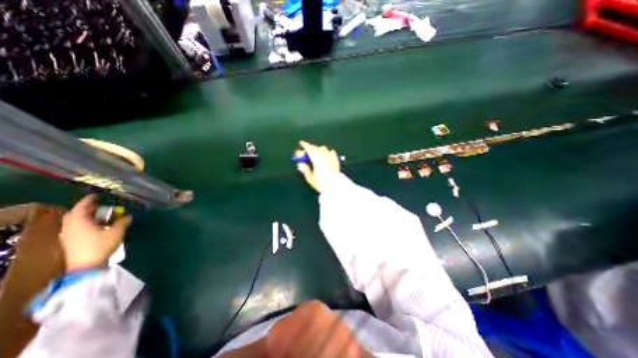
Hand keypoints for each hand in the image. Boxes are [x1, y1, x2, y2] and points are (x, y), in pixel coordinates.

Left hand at [60, 196, 131, 270]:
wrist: (86, 266)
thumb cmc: (101, 245)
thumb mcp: (116, 232)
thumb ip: (122, 222)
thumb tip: (128, 216)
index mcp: (79, 222)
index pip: (81, 207)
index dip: (89, 200)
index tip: (97, 195)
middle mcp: (70, 227)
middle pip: (75, 214)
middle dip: (86, 208)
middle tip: (98, 205)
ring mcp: (68, 235)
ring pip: (74, 222)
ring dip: (85, 217)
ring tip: (99, 216)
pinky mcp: (70, 242)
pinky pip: (76, 228)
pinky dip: (84, 224)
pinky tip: (95, 226)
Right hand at [296, 140, 341, 192]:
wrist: (335, 186)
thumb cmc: (322, 183)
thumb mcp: (310, 178)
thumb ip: (305, 170)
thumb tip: (301, 164)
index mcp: (316, 158)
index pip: (309, 148)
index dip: (304, 145)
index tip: (301, 143)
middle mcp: (324, 155)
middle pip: (315, 148)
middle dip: (309, 148)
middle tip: (305, 153)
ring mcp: (331, 157)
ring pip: (323, 148)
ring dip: (318, 150)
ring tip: (315, 155)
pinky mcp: (336, 160)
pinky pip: (331, 152)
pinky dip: (326, 152)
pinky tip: (325, 156)